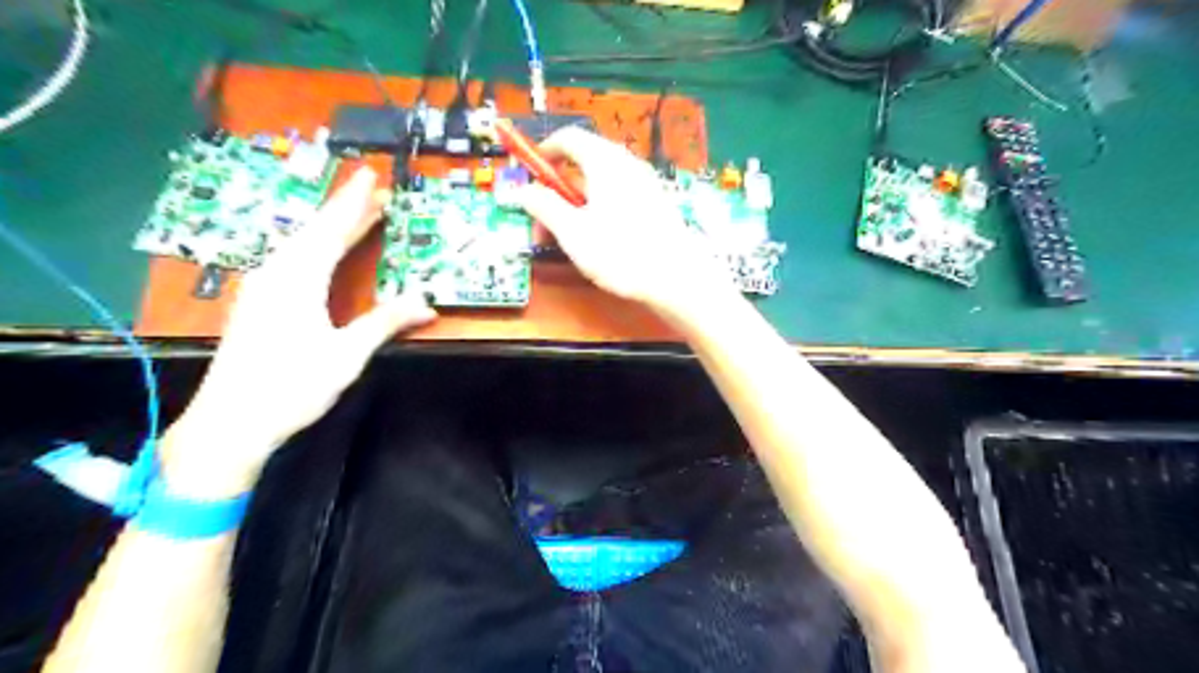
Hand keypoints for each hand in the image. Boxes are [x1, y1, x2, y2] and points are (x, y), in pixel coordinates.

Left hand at [162, 166, 435, 495]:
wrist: (230, 422)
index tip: (370, 175)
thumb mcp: (346, 355)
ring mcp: (263, 288)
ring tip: (360, 218)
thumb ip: (385, 322)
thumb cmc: (291, 386)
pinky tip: (323, 252)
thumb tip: (427, 302)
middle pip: (315, 232)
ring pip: (301, 245)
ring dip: (332, 229)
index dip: (353, 202)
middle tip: (376, 193)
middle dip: (346, 211)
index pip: (331, 230)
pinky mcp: (258, 303)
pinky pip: (292, 261)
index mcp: (297, 279)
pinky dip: (317, 248)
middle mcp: (275, 274)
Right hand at [517, 129, 731, 317]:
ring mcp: (645, 184)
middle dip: (557, 191)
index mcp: (604, 161)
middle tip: (543, 224)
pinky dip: (599, 211)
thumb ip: (543, 206)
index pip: (568, 138)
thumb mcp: (572, 231)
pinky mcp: (656, 205)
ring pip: (601, 186)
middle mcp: (627, 164)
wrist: (677, 277)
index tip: (529, 176)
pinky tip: (597, 243)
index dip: (544, 153)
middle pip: (583, 164)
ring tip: (567, 240)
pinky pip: (619, 198)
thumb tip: (519, 190)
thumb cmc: (620, 252)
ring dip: (576, 206)